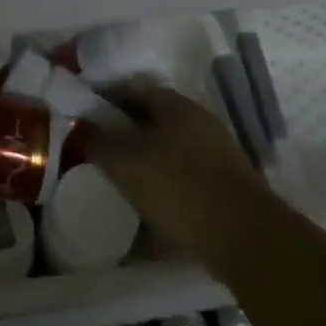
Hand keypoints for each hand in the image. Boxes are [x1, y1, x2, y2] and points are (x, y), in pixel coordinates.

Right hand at [84, 86, 272, 273]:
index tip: (85, 119)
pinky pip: (186, 174)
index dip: (106, 101)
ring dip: (147, 159)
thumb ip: (98, 142)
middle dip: (126, 132)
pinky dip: (167, 182)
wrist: (243, 235)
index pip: (132, 90)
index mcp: (174, 104)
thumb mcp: (124, 163)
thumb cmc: (176, 186)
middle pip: (153, 119)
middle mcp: (198, 119)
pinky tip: (152, 204)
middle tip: (101, 150)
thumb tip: (82, 126)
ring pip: (170, 147)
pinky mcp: (227, 183)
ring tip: (123, 180)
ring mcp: (217, 150)